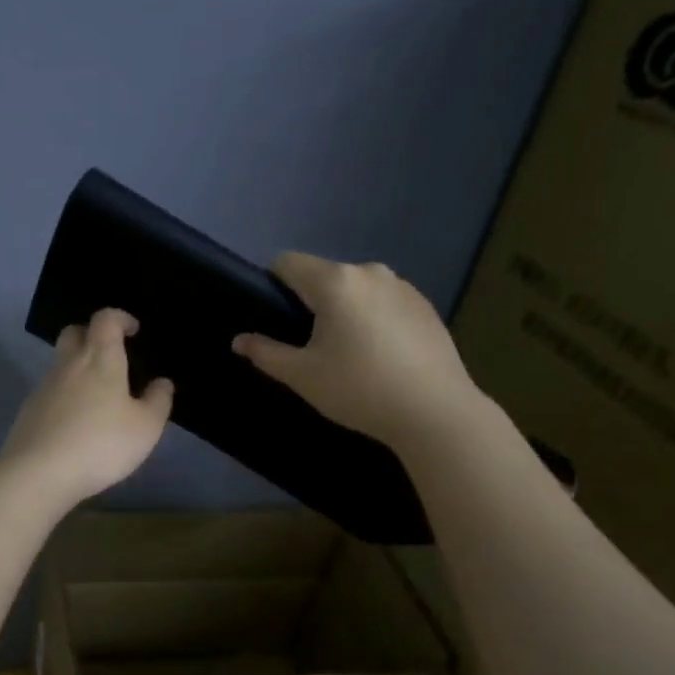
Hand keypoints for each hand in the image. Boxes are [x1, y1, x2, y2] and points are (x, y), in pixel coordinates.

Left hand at [0, 309, 172, 508]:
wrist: (39, 472)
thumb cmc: (101, 444)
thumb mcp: (145, 427)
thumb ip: (157, 401)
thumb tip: (162, 382)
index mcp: (100, 359)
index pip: (105, 319)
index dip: (120, 318)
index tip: (133, 330)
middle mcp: (68, 365)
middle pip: (75, 333)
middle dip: (92, 335)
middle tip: (111, 355)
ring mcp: (44, 387)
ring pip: (61, 363)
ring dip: (79, 369)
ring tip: (99, 396)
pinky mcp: (29, 411)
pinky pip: (51, 391)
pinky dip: (66, 396)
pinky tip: (77, 422)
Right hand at [231, 252, 481, 448]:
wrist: (435, 412)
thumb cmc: (359, 390)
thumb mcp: (302, 376)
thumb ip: (265, 353)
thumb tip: (239, 340)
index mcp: (335, 282)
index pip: (288, 262)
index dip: (271, 285)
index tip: (274, 319)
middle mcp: (370, 272)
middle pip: (324, 276)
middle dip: (310, 302)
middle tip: (309, 347)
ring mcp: (403, 286)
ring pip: (356, 289)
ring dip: (344, 310)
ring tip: (349, 354)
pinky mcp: (425, 305)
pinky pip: (384, 302)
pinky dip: (373, 319)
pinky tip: (380, 356)